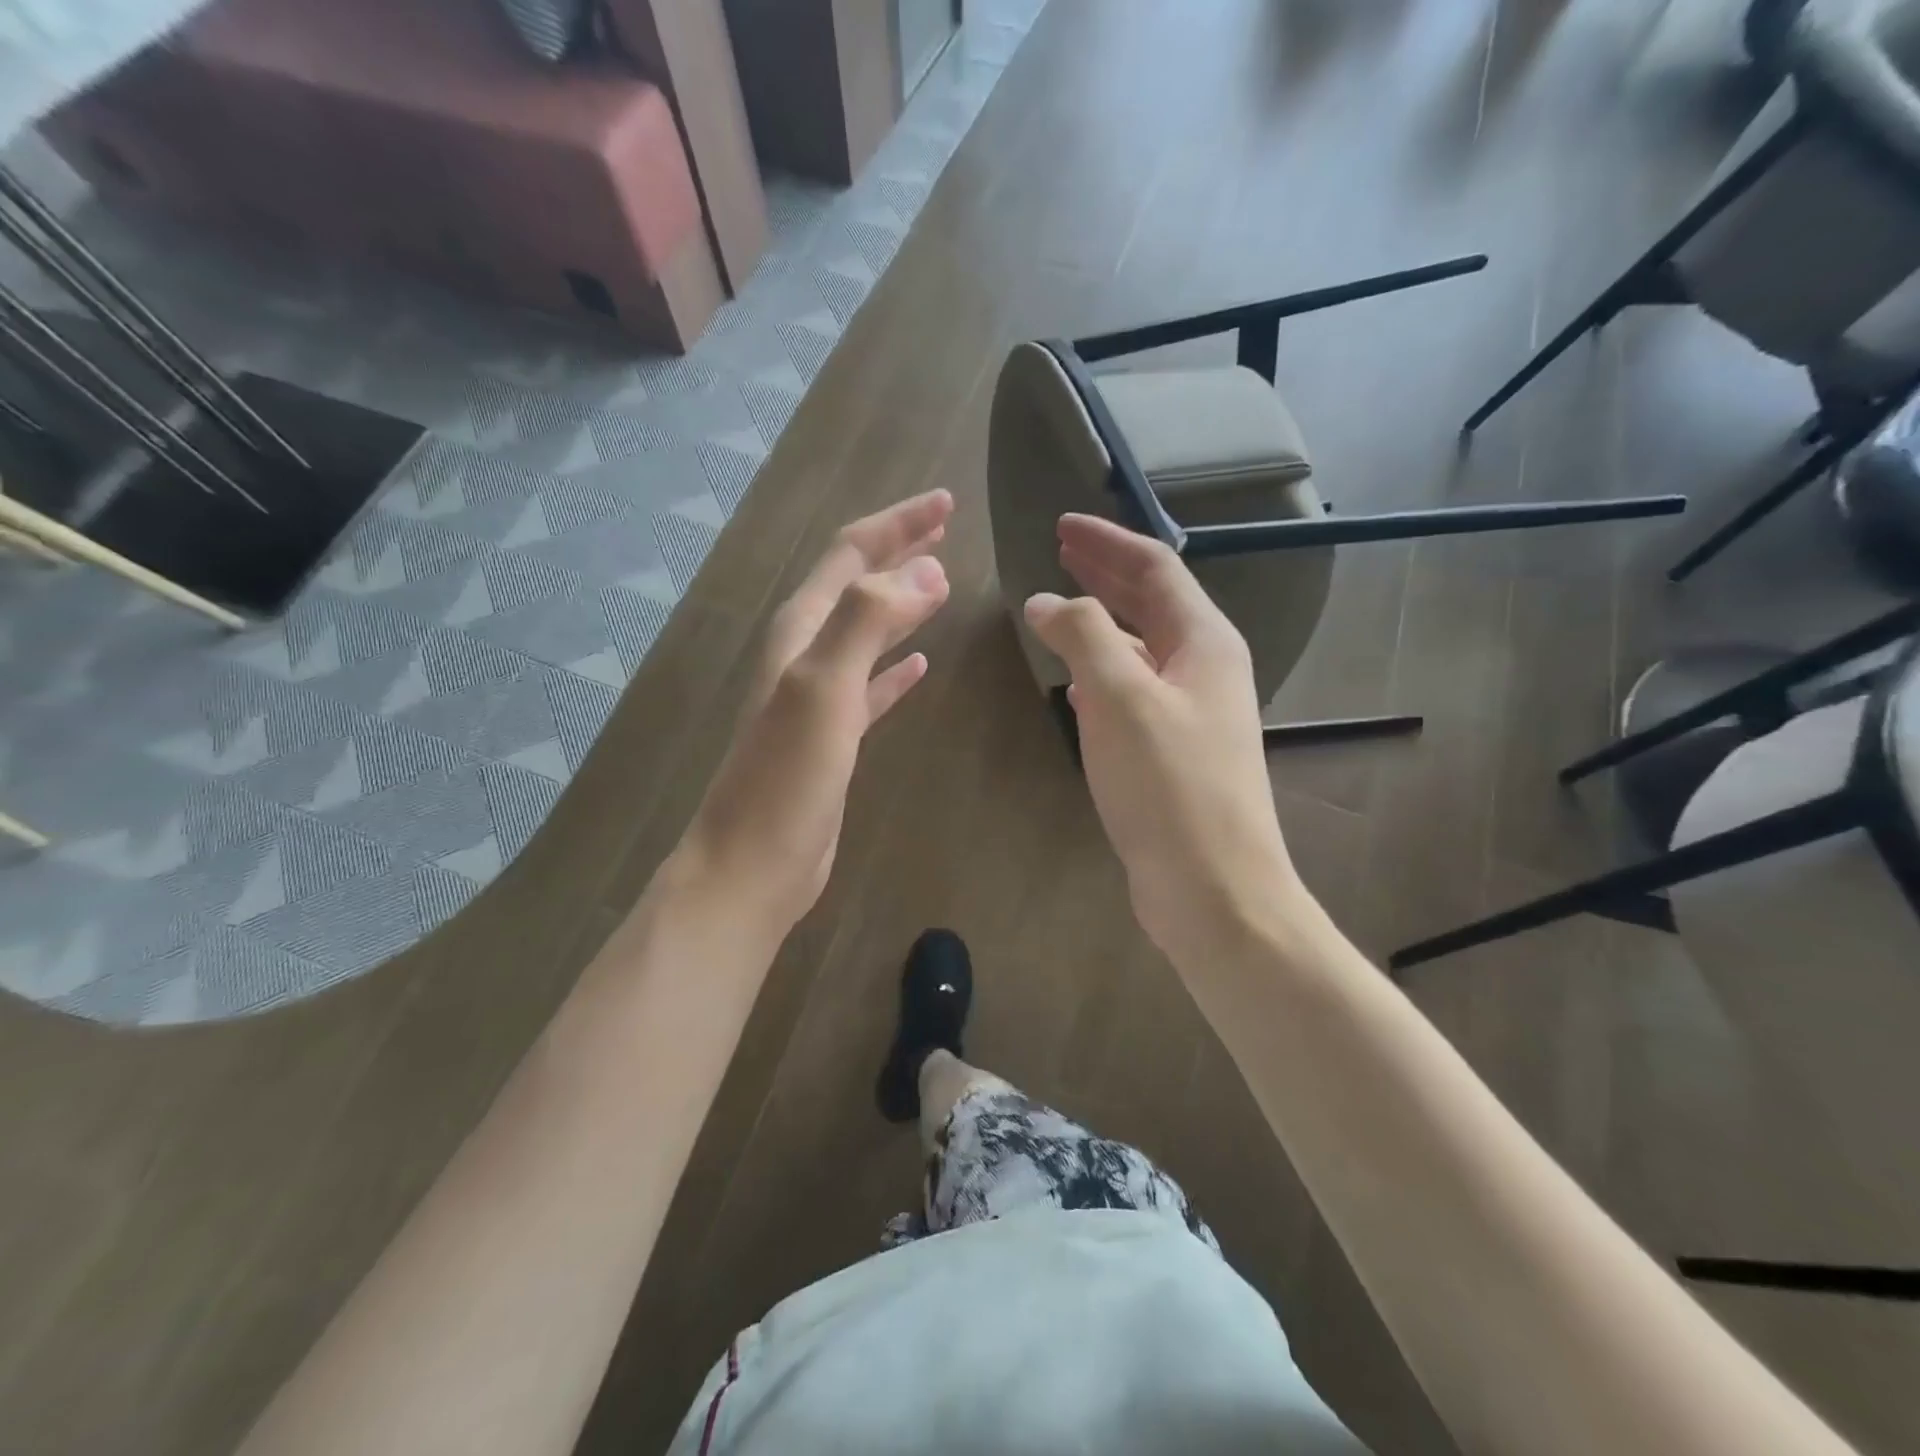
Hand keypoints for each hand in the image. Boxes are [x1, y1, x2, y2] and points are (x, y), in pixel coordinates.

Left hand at [678, 491, 953, 937]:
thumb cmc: (786, 777)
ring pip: (867, 632)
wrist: (754, 864)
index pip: (850, 555)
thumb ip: (868, 621)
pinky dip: (896, 668)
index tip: (946, 504)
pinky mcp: (835, 737)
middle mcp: (807, 653)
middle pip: (857, 585)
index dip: (897, 524)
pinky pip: (873, 687)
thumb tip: (926, 571)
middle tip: (944, 527)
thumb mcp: (823, 687)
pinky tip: (922, 665)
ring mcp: (820, 697)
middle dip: (898, 551)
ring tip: (940, 582)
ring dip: (901, 603)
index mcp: (801, 631)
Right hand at [1024, 514, 1300, 965]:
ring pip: (1140, 649)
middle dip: (1105, 573)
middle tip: (1059, 551)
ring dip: (1101, 623)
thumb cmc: (1171, 786)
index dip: (1107, 542)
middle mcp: (1204, 669)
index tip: (1061, 525)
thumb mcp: (1122, 698)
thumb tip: (1047, 601)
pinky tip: (1076, 683)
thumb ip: (1083, 637)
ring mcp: (1190, 714)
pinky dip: (1103, 674)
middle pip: (1151, 603)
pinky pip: (1133, 693)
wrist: (1213, 889)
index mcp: (1204, 643)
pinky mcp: (1171, 753)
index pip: (1154, 570)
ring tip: (1060, 609)